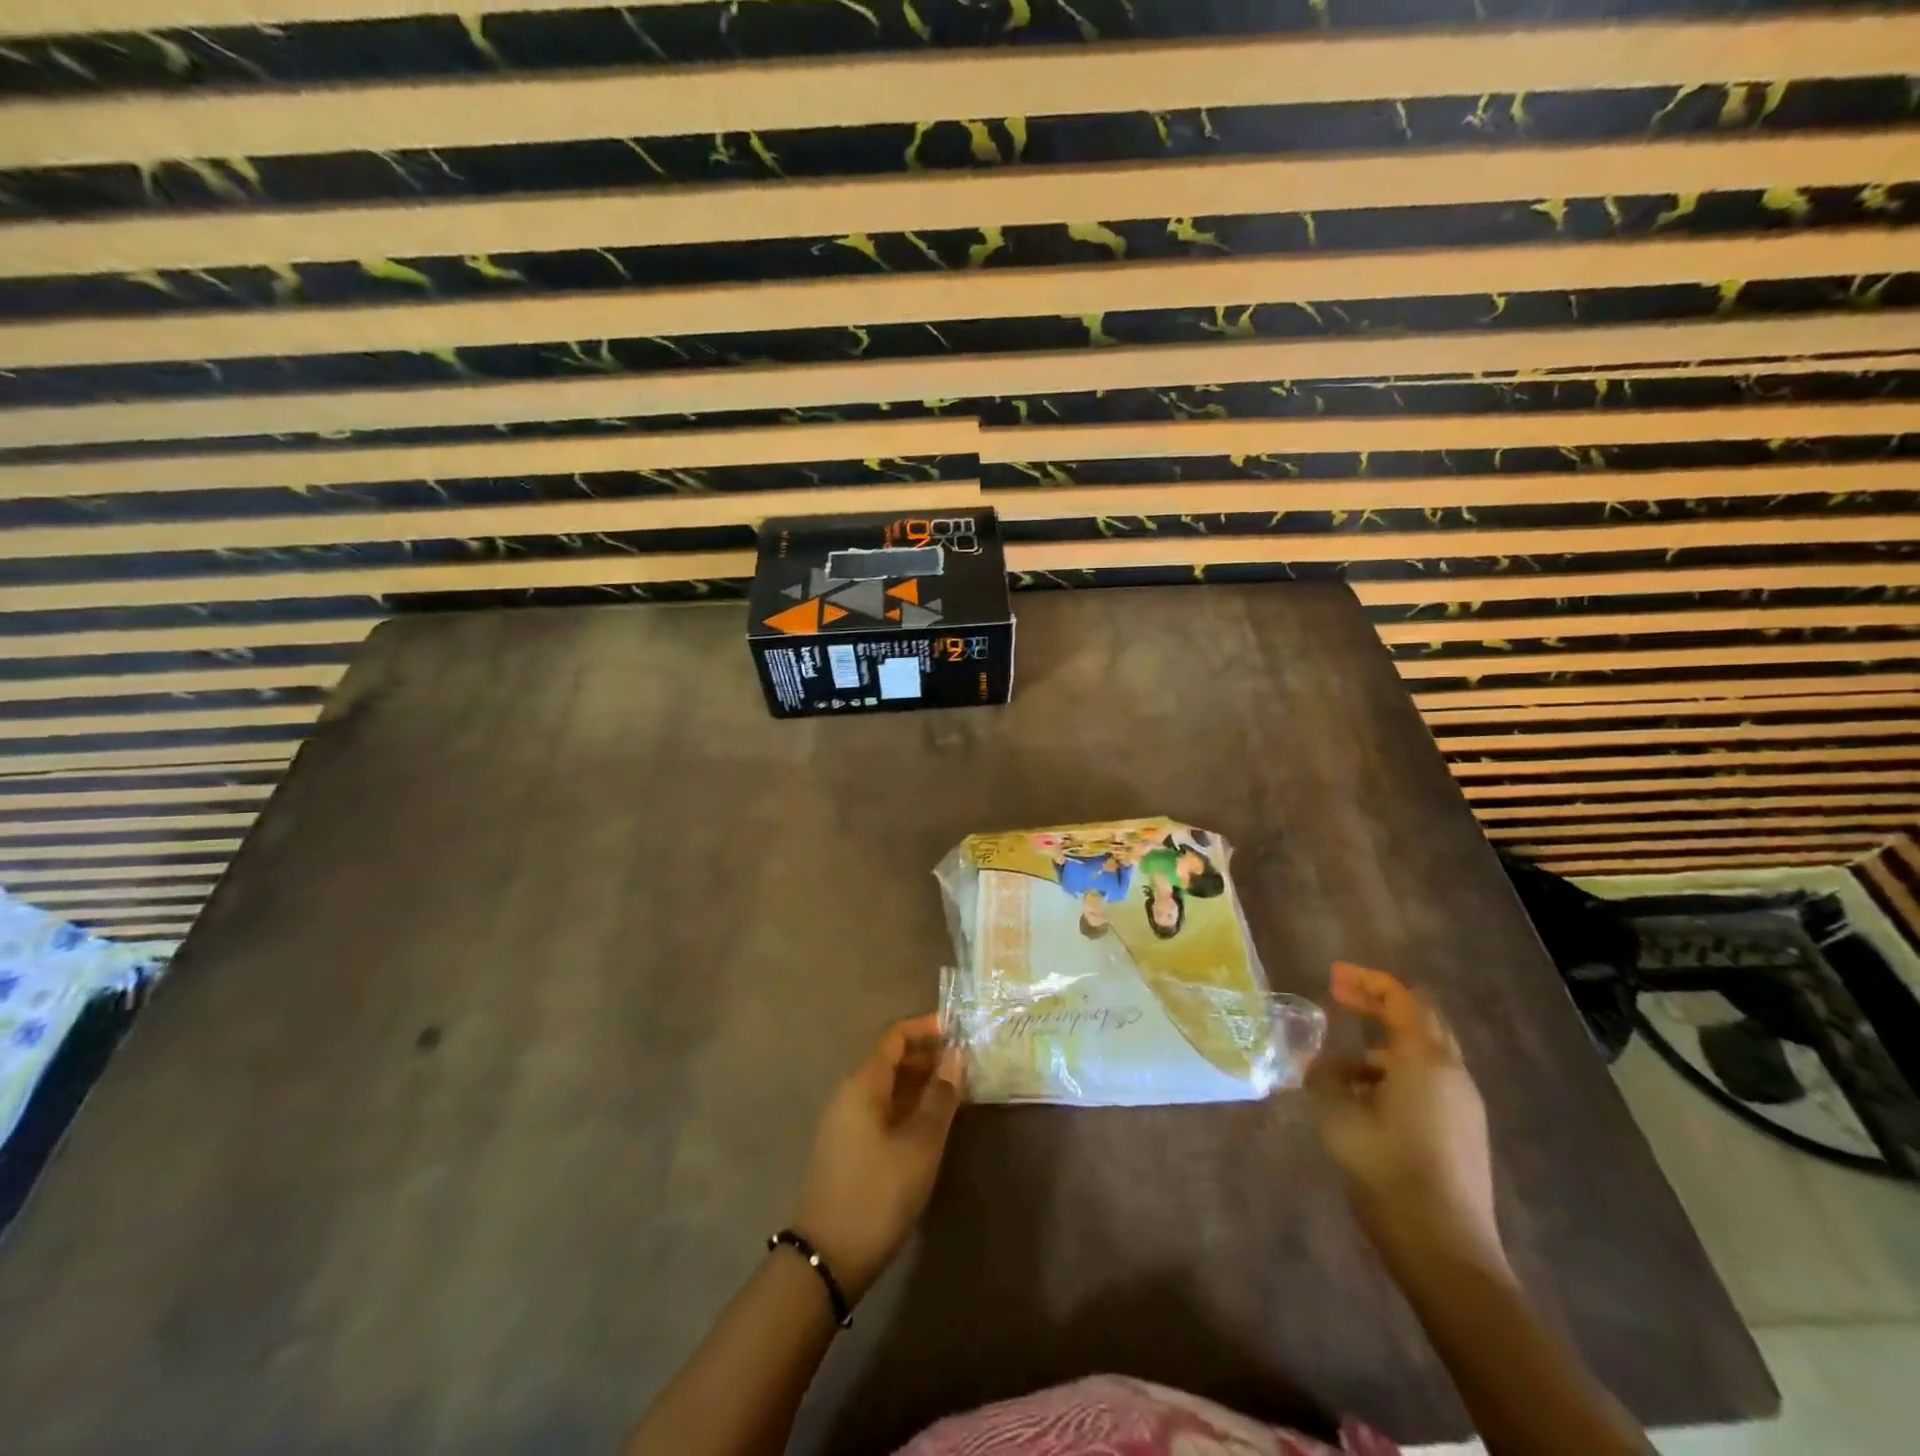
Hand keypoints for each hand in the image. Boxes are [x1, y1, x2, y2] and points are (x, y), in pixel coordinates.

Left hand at [792, 1015, 962, 1302]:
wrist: (826, 1258)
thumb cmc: (878, 1193)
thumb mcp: (920, 1145)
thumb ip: (940, 1098)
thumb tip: (955, 1057)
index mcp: (863, 1084)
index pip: (894, 1037)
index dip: (925, 1029)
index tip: (957, 1030)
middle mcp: (850, 1094)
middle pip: (890, 1060)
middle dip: (927, 1057)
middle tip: (964, 1065)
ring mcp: (845, 1122)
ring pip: (887, 1088)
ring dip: (919, 1084)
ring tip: (955, 1093)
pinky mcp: (847, 1148)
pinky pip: (880, 1110)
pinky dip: (907, 1107)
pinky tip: (930, 1125)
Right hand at [1306, 962, 1505, 1273]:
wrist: (1446, 1252)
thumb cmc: (1387, 1170)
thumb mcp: (1338, 1116)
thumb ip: (1325, 1077)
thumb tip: (1321, 1065)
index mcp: (1425, 1060)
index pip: (1402, 998)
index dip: (1366, 981)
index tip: (1333, 976)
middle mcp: (1452, 1074)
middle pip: (1420, 1019)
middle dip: (1378, 1003)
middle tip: (1339, 997)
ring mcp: (1463, 1106)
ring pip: (1423, 1054)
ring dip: (1382, 1044)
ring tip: (1338, 1064)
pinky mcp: (1463, 1133)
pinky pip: (1428, 1083)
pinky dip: (1394, 1073)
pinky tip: (1363, 1098)